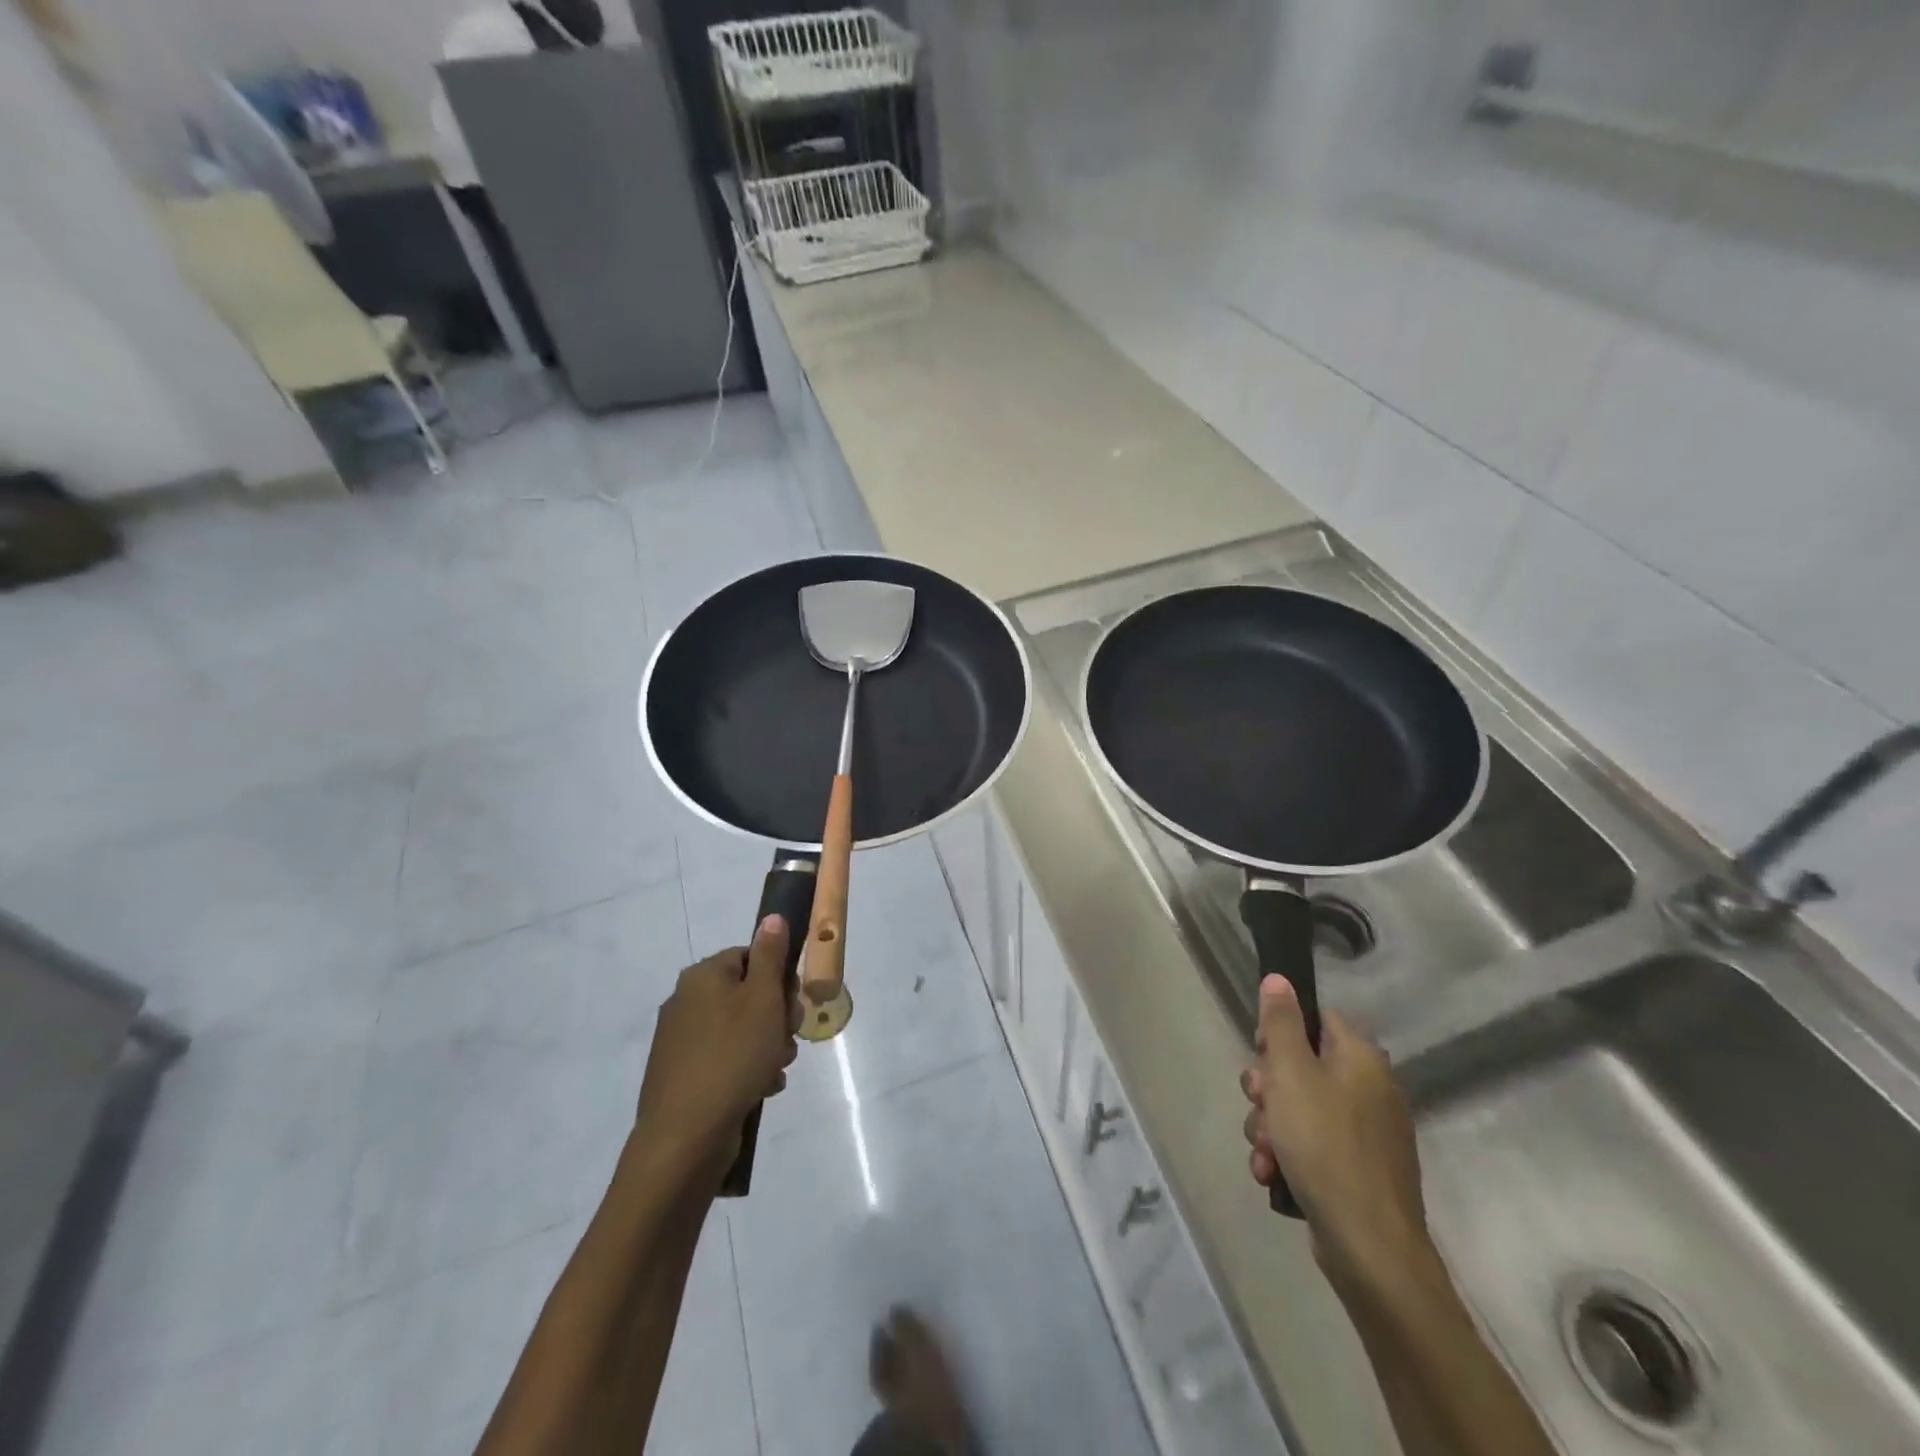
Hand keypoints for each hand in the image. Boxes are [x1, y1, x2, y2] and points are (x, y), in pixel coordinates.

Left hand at [635, 915, 800, 1180]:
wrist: (685, 1137)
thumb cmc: (733, 1056)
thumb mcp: (763, 999)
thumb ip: (771, 955)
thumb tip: (772, 916)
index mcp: (702, 976)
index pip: (751, 957)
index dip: (779, 979)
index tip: (793, 1005)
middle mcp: (686, 1000)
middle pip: (747, 994)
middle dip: (776, 1016)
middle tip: (788, 1038)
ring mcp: (680, 1040)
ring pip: (740, 1030)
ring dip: (766, 1045)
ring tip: (776, 1069)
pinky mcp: (681, 1074)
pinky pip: (725, 1059)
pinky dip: (746, 1069)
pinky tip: (761, 1088)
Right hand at [1240, 974, 1436, 1299]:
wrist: (1369, 1248)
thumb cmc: (1325, 1145)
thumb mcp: (1291, 1075)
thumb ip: (1281, 1023)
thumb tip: (1279, 978)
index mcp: (1361, 1058)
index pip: (1315, 1020)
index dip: (1279, 1035)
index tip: (1262, 1059)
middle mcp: (1371, 1089)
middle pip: (1301, 1066)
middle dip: (1267, 1090)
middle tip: (1260, 1108)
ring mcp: (1368, 1133)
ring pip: (1300, 1109)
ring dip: (1270, 1126)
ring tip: (1264, 1151)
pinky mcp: (1360, 1170)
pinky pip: (1312, 1145)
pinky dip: (1289, 1155)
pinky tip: (1273, 1174)